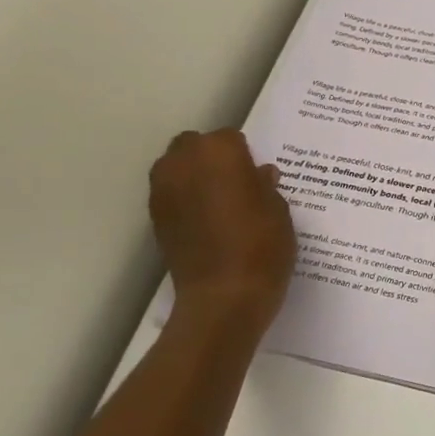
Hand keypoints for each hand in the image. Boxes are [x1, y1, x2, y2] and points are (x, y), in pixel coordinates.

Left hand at [149, 130, 295, 330]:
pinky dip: (184, 200)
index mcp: (219, 152)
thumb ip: (265, 186)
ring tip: (219, 202)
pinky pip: (170, 195)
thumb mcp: (279, 210)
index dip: (245, 156)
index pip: (231, 138)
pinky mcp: (155, 218)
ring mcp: (163, 190)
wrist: (224, 296)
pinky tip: (205, 222)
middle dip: (212, 158)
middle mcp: (184, 162)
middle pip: (194, 145)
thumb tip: (259, 175)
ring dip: (194, 176)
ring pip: (176, 168)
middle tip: (236, 183)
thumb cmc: (262, 245)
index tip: (257, 176)